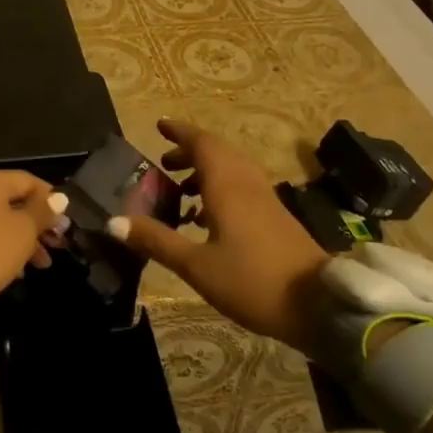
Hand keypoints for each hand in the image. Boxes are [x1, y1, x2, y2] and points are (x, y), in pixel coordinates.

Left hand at [0, 168, 66, 323]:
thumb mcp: (23, 231)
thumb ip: (42, 211)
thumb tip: (58, 197)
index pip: (29, 181)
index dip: (51, 200)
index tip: (67, 224)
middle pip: (14, 202)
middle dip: (39, 225)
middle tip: (59, 245)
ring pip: (0, 223)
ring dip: (24, 241)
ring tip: (43, 265)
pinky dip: (3, 251)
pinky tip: (17, 273)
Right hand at [110, 118, 329, 354]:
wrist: (320, 306)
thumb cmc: (252, 280)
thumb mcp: (196, 265)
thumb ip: (156, 240)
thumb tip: (113, 221)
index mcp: (227, 185)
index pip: (201, 143)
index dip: (179, 132)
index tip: (159, 126)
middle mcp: (246, 183)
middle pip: (217, 152)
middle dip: (189, 151)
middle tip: (164, 162)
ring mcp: (265, 199)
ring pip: (231, 169)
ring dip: (205, 170)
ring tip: (180, 191)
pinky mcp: (275, 217)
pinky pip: (242, 187)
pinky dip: (220, 188)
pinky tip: (208, 219)